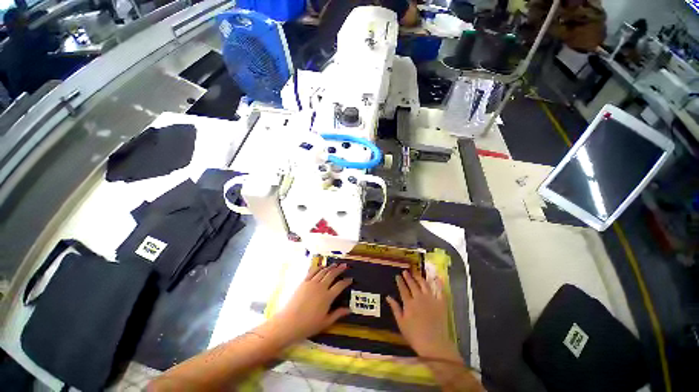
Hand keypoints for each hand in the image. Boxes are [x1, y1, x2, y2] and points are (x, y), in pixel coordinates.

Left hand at [267, 263, 352, 345]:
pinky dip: (319, 268)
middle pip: (332, 274)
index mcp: (327, 297)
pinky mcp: (304, 282)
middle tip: (344, 265)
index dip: (346, 281)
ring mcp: (312, 283)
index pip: (340, 285)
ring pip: (323, 271)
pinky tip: (322, 266)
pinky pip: (312, 272)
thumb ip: (338, 314)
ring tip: (335, 264)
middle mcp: (321, 287)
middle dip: (339, 269)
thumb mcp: (325, 322)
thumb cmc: (308, 325)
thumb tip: (349, 309)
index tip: (350, 279)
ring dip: (330, 267)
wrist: (288, 323)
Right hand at [386, 270, 462, 363]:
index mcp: (409, 303)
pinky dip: (438, 283)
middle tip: (405, 271)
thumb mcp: (401, 323)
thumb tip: (388, 296)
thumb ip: (395, 308)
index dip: (400, 281)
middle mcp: (419, 298)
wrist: (434, 344)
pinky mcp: (441, 303)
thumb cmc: (414, 335)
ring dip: (419, 277)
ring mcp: (431, 299)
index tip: (397, 276)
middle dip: (408, 277)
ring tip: (416, 273)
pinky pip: (439, 290)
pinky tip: (436, 278)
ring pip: (424, 284)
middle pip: (413, 284)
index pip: (403, 289)